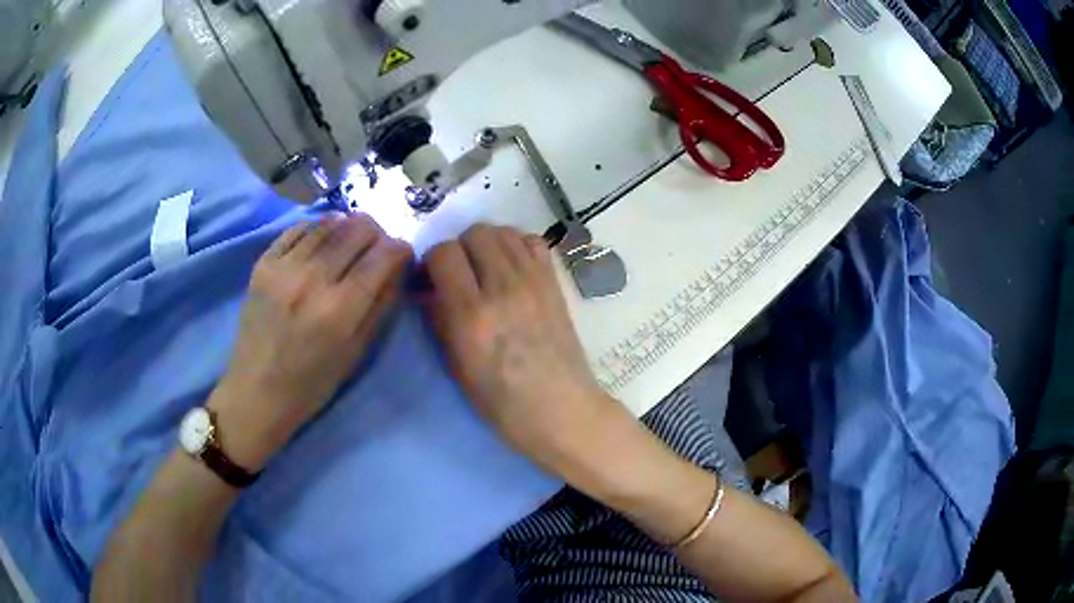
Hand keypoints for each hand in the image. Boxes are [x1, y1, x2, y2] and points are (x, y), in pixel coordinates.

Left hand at [211, 213, 412, 469]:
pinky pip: (298, 229)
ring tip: (351, 241)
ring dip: (348, 227)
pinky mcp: (263, 263)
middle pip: (357, 230)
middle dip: (377, 233)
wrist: (256, 391)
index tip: (403, 254)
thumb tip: (397, 268)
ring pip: (328, 224)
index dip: (400, 248)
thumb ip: (380, 305)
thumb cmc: (312, 383)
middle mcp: (313, 279)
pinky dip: (317, 229)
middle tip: (377, 247)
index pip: (382, 256)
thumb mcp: (356, 353)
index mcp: (340, 309)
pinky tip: (322, 239)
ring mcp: (284, 267)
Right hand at [422, 224, 622, 475]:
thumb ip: (440, 320)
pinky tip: (511, 267)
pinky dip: (517, 245)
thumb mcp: (458, 368)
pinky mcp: (555, 283)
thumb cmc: (503, 404)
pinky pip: (533, 241)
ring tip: (484, 268)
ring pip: (503, 231)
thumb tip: (428, 289)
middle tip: (458, 273)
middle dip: (458, 247)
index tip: (431, 279)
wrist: (562, 410)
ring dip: (486, 243)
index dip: (431, 261)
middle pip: (475, 232)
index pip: (443, 253)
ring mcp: (534, 281)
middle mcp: (503, 288)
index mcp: (472, 315)